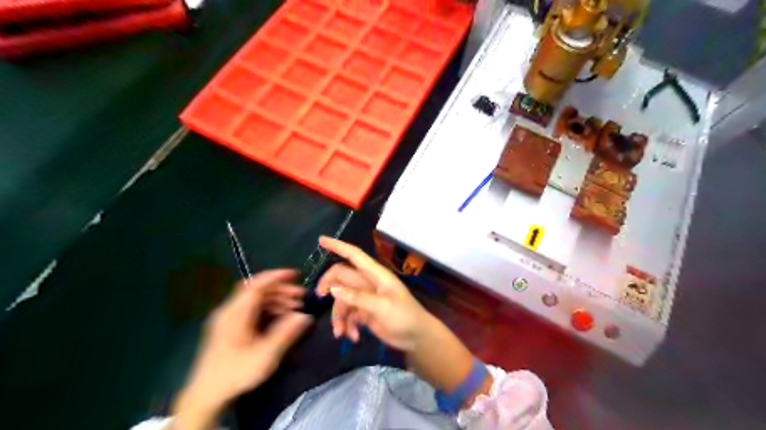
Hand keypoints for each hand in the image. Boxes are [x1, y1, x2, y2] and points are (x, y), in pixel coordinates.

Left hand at [174, 270, 311, 427]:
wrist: (205, 395)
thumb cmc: (235, 373)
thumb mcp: (265, 356)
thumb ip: (286, 334)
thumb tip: (305, 317)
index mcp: (235, 314)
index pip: (256, 285)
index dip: (276, 277)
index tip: (296, 274)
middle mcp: (229, 311)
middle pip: (257, 290)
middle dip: (281, 290)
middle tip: (301, 297)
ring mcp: (227, 318)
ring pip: (255, 299)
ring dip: (276, 299)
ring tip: (295, 308)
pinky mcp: (229, 327)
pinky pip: (251, 308)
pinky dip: (268, 307)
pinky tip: (281, 317)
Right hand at [317, 235, 429, 352]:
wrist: (416, 337)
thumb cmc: (404, 316)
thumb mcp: (381, 306)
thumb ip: (357, 297)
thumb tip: (333, 289)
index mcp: (375, 275)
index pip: (354, 255)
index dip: (338, 246)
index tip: (321, 240)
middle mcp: (368, 283)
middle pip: (341, 277)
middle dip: (329, 286)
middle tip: (320, 297)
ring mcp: (365, 298)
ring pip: (342, 299)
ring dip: (339, 316)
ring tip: (340, 333)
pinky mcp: (364, 312)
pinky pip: (348, 314)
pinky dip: (347, 325)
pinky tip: (353, 337)